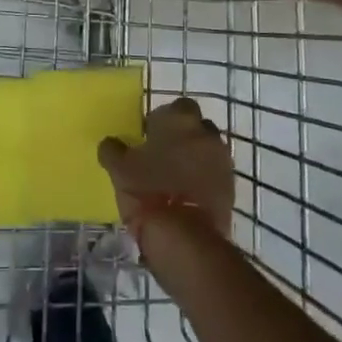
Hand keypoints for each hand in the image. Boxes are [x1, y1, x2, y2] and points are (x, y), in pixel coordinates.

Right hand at [98, 96, 234, 238]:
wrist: (184, 234)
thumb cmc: (148, 190)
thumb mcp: (118, 168)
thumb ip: (113, 149)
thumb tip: (110, 144)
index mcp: (179, 118)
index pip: (174, 107)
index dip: (162, 121)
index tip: (150, 138)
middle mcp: (205, 131)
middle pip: (195, 126)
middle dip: (183, 136)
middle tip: (164, 156)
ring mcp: (222, 158)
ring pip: (207, 149)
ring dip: (195, 157)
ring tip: (176, 178)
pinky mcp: (231, 185)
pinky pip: (215, 173)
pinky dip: (204, 179)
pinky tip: (188, 194)